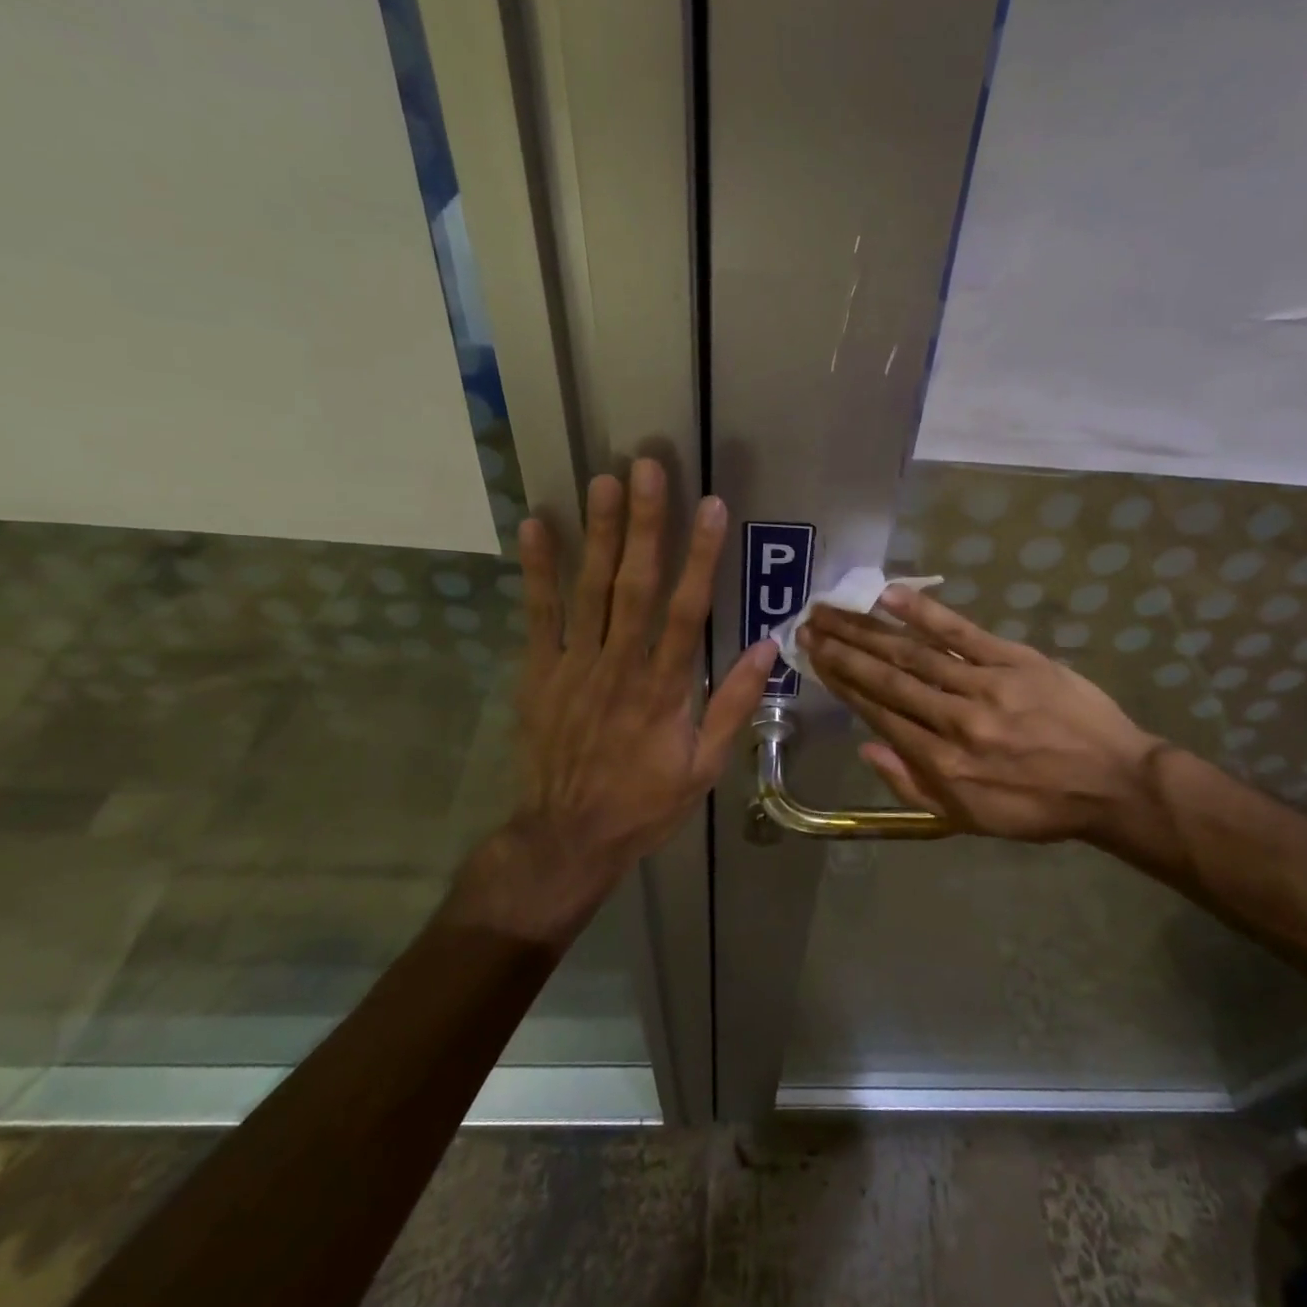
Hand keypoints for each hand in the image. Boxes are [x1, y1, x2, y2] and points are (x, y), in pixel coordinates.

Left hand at [448, 459, 776, 940]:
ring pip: (589, 590)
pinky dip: (538, 570)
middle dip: (644, 525)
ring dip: (597, 533)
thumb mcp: (704, 767)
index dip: (701, 557)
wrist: (567, 837)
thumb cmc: (644, 802)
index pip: (687, 610)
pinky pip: (539, 615)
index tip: (712, 507)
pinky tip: (537, 526)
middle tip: (647, 468)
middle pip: (634, 585)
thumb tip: (769, 648)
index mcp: (664, 689)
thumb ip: (733, 705)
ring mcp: (575, 666)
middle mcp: (620, 666)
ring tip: (603, 481)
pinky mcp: (539, 672)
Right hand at [801, 587, 1164, 844]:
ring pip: (915, 653)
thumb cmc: (1037, 806)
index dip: (843, 683)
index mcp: (943, 764)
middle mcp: (955, 721)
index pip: (880, 713)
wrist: (1113, 784)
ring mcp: (986, 686)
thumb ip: (912, 786)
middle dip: (844, 649)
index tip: (816, 658)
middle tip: (809, 624)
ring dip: (869, 629)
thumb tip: (866, 747)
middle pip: (888, 678)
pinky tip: (891, 595)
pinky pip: (962, 633)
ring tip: (834, 609)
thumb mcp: (969, 818)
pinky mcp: (1015, 660)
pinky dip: (924, 612)